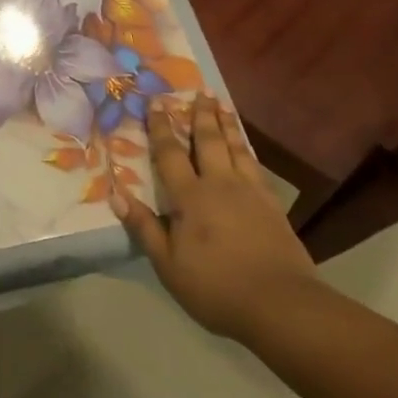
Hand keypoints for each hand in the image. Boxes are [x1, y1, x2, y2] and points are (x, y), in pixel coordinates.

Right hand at [109, 93, 320, 343]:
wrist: (281, 305)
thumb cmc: (216, 286)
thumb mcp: (168, 264)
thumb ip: (144, 227)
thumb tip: (116, 195)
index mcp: (191, 196)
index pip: (171, 154)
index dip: (161, 128)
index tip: (156, 103)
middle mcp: (220, 184)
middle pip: (209, 141)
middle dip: (202, 116)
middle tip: (200, 92)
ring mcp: (250, 192)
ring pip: (236, 148)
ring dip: (227, 125)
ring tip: (223, 105)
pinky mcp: (273, 206)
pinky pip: (256, 166)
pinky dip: (247, 149)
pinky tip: (246, 147)